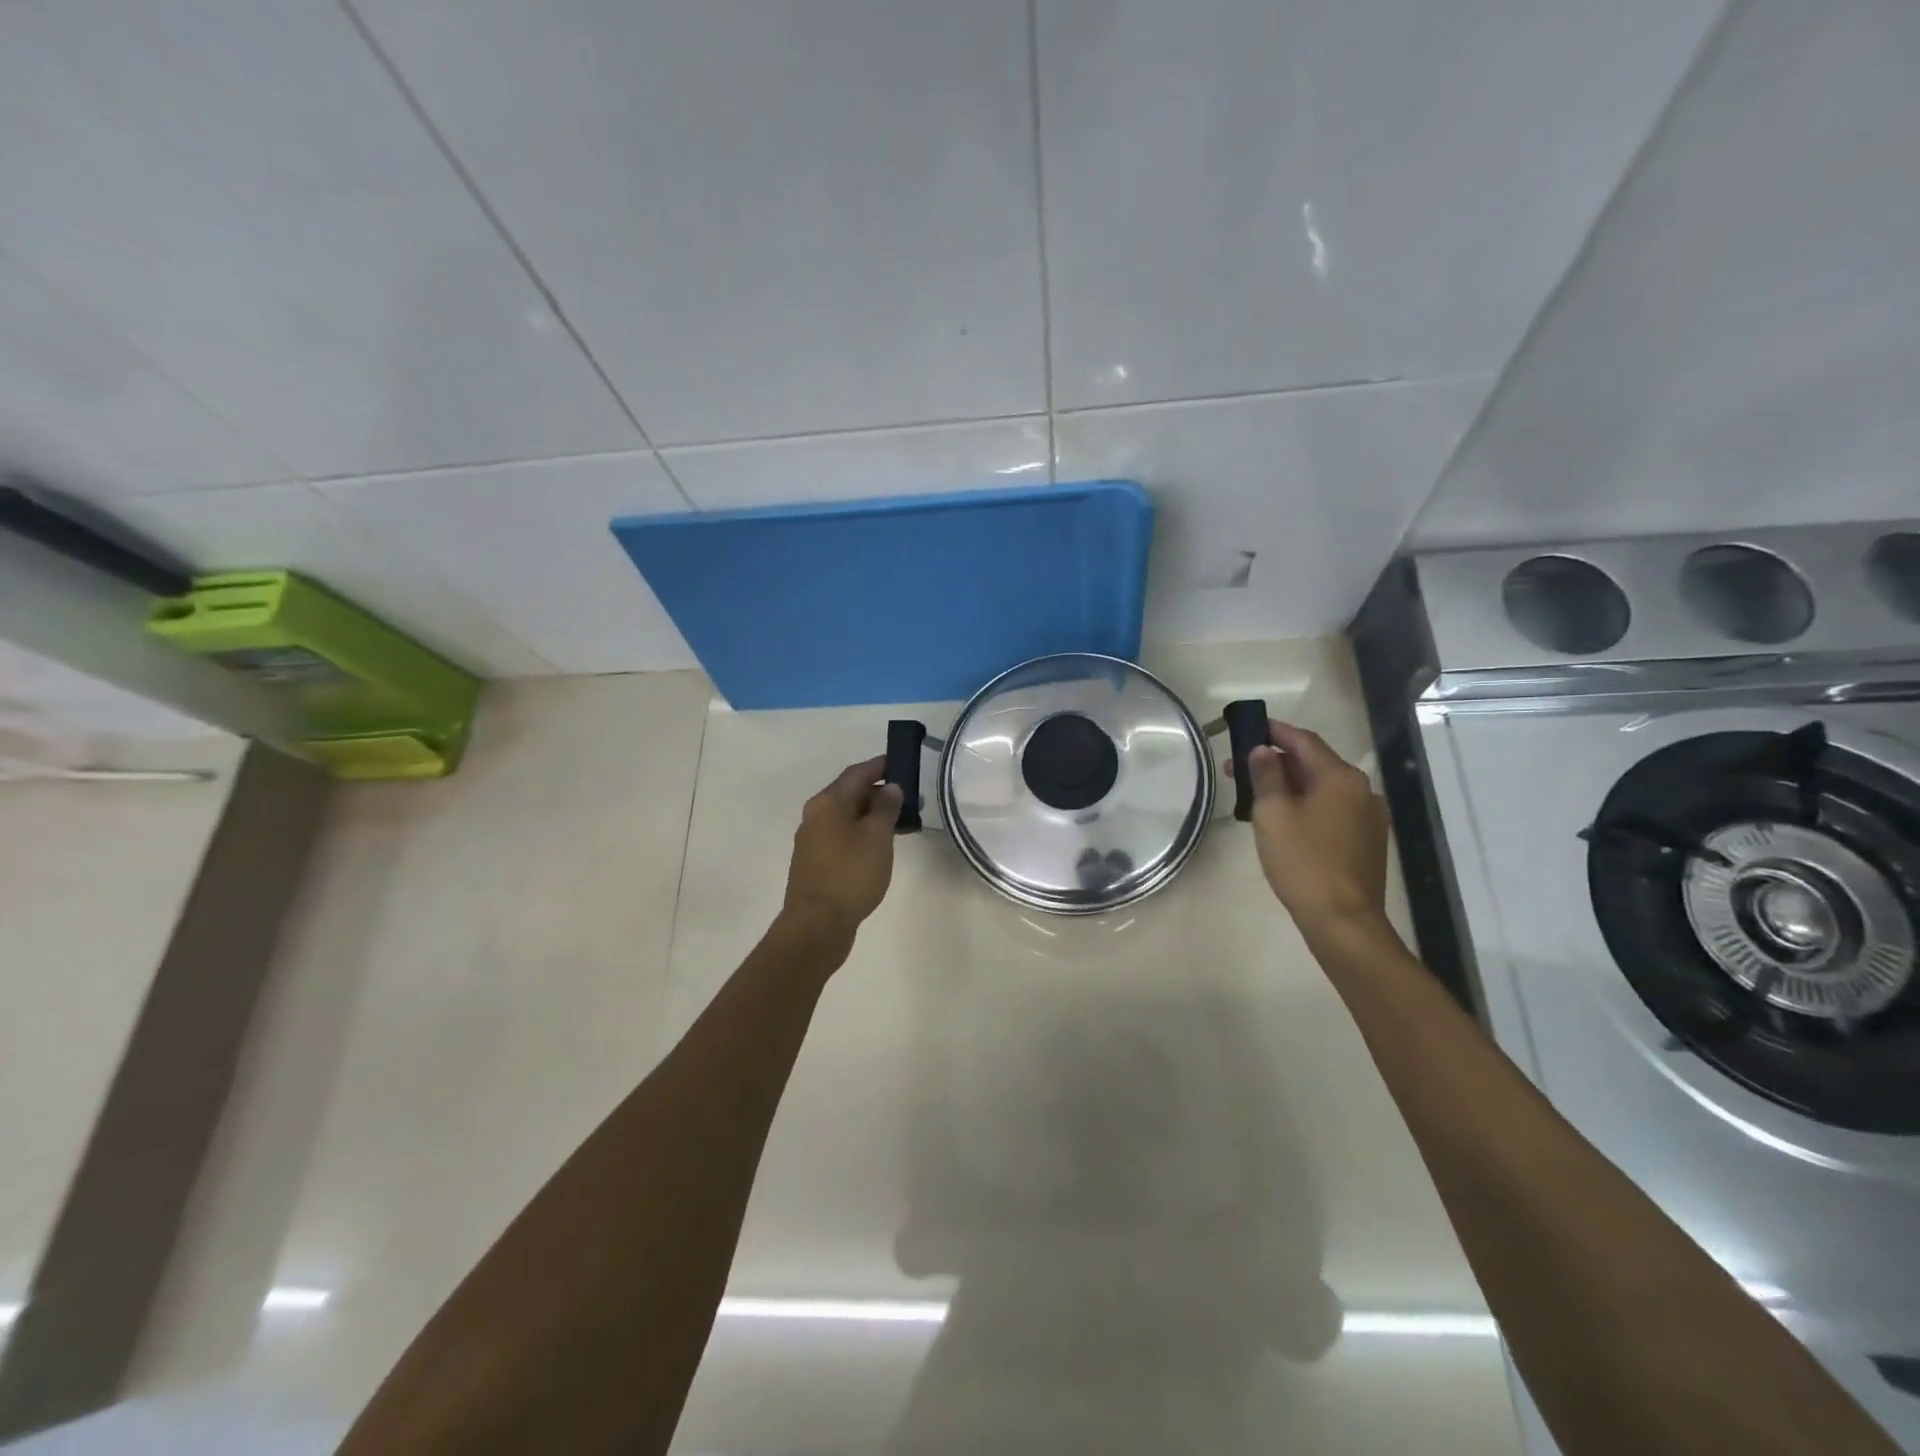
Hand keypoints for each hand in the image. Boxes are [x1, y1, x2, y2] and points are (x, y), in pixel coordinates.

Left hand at [781, 756, 903, 942]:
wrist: (817, 925)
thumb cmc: (850, 874)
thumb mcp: (876, 837)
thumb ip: (885, 807)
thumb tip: (890, 788)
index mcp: (828, 803)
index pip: (856, 774)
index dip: (879, 766)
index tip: (900, 762)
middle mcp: (815, 816)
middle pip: (850, 795)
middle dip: (878, 794)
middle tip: (908, 800)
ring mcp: (812, 841)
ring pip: (847, 818)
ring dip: (872, 817)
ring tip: (900, 825)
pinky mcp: (816, 863)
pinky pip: (843, 837)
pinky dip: (862, 835)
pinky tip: (880, 848)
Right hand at [1227, 721, 1388, 934]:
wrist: (1342, 920)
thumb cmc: (1303, 861)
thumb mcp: (1272, 813)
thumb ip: (1266, 775)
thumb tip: (1262, 750)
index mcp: (1341, 777)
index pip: (1304, 741)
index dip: (1274, 731)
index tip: (1248, 726)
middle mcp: (1361, 790)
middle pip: (1313, 763)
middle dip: (1275, 762)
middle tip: (1237, 767)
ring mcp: (1367, 816)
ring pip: (1321, 788)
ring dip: (1288, 784)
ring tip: (1254, 794)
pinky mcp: (1365, 840)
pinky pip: (1330, 809)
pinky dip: (1304, 804)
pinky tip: (1282, 818)